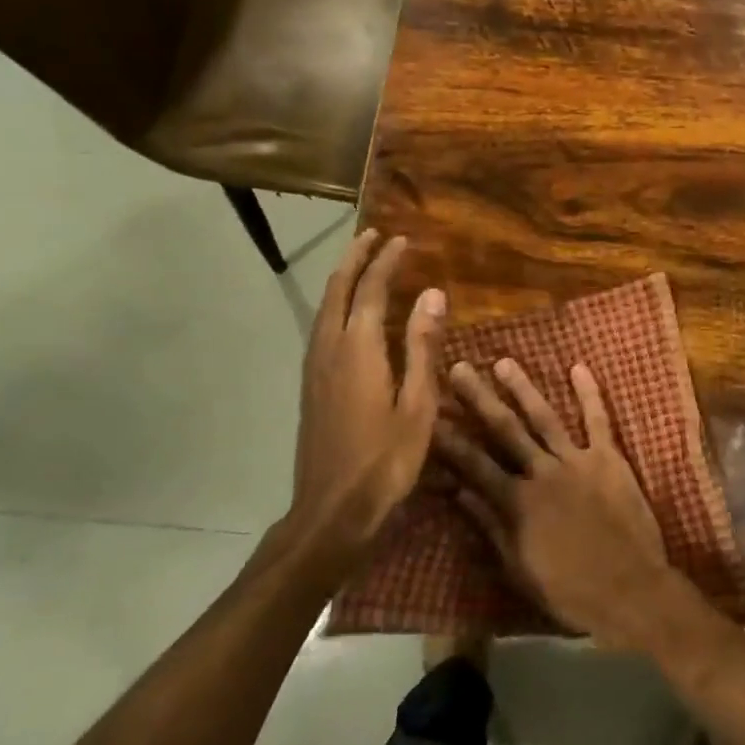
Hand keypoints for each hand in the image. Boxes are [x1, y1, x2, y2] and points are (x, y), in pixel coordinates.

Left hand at [280, 230, 443, 567]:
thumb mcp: (417, 404)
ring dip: (343, 279)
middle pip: (338, 289)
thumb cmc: (385, 459)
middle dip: (355, 258)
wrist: (331, 509)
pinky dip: (337, 305)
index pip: (371, 290)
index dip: (387, 262)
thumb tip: (433, 294)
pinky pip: (322, 327)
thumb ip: (422, 346)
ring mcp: (315, 367)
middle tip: (374, 235)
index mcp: (358, 349)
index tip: (403, 240)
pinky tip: (350, 315)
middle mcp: (329, 348)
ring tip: (362, 263)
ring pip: (324, 307)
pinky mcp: (311, 385)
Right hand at [436, 358, 675, 648]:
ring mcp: (577, 461)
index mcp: (517, 502)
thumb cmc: (570, 591)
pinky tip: (579, 368)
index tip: (428, 414)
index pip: (474, 464)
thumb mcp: (519, 568)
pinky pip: (599, 420)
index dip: (449, 439)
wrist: (631, 591)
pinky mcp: (609, 459)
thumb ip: (490, 526)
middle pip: (505, 430)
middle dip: (479, 398)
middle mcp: (542, 473)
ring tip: (505, 361)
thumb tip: (458, 492)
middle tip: (459, 368)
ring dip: (523, 389)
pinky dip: (590, 394)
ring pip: (544, 417)